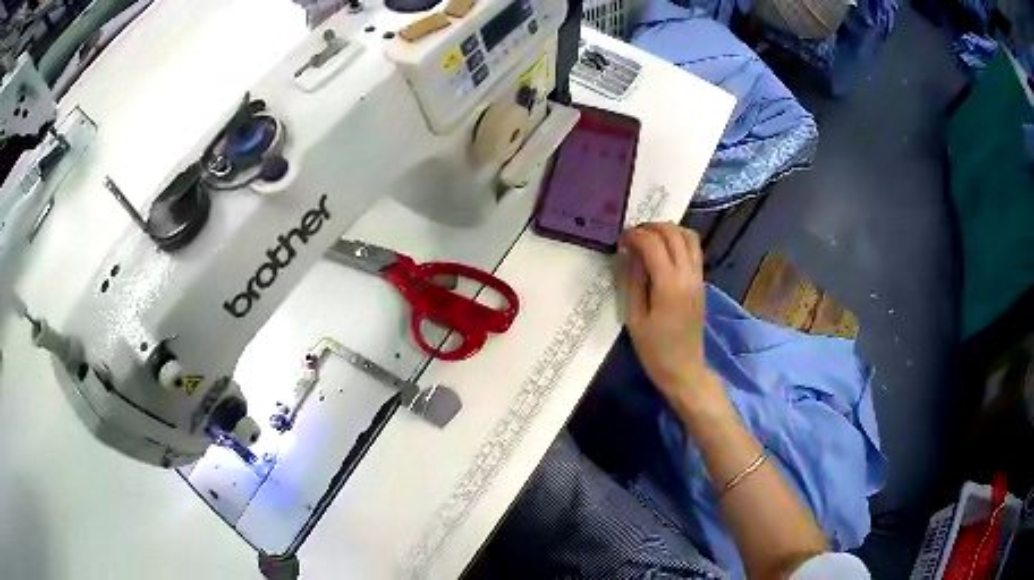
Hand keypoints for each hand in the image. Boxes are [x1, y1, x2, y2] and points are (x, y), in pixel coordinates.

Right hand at [619, 223, 724, 416]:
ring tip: (649, 239)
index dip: (634, 235)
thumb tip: (629, 253)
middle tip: (633, 236)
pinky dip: (678, 241)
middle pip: (673, 233)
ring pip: (688, 236)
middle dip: (651, 227)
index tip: (620, 240)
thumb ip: (633, 281)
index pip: (653, 243)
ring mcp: (698, 277)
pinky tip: (663, 252)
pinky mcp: (702, 282)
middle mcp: (688, 275)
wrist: (684, 369)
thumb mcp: (634, 317)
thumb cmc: (654, 350)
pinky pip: (693, 249)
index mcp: (669, 285)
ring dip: (668, 230)